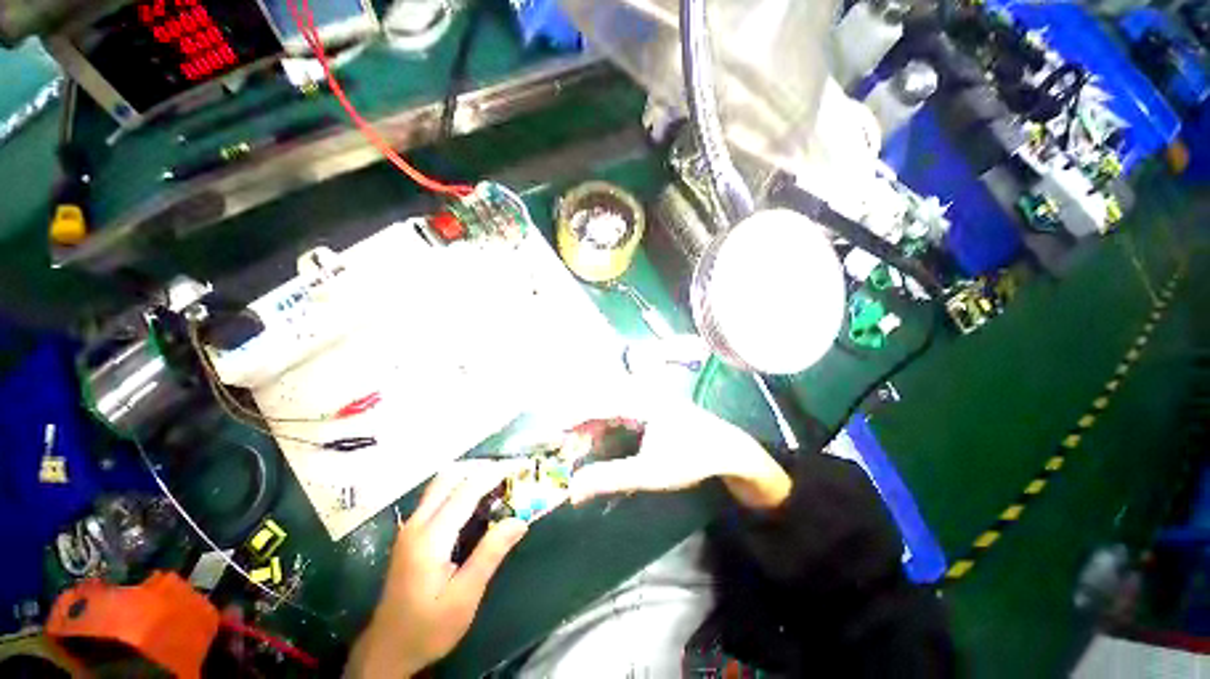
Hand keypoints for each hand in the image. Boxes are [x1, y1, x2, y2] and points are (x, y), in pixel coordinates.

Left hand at [348, 463, 528, 677]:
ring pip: (440, 483)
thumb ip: (490, 554)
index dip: (493, 474)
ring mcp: (410, 527)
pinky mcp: (411, 533)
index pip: (466, 490)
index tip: (517, 466)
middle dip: (479, 468)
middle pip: (448, 477)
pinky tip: (475, 499)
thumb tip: (520, 520)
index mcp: (431, 538)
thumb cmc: (428, 627)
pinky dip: (459, 486)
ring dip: (468, 474)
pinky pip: (436, 496)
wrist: (387, 650)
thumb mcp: (465, 597)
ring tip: (496, 480)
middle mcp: (417, 524)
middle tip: (507, 472)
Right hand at [568, 401, 792, 509]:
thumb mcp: (649, 472)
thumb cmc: (691, 459)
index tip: (551, 437)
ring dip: (591, 430)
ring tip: (577, 451)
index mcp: (639, 400)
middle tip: (564, 451)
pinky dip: (605, 430)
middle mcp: (640, 393)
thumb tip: (572, 490)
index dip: (571, 420)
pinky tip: (600, 445)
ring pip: (608, 410)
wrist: (729, 452)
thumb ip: (609, 478)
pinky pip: (619, 415)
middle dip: (579, 428)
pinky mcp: (649, 408)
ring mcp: (645, 399)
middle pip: (599, 405)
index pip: (595, 404)